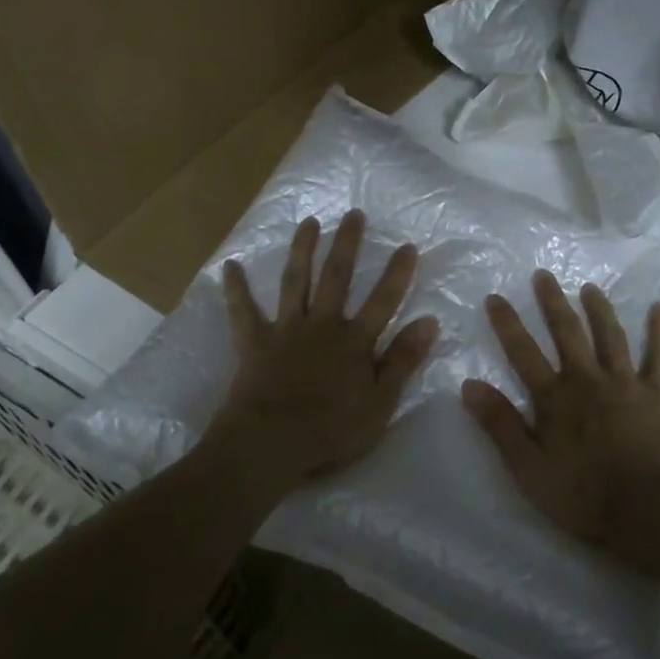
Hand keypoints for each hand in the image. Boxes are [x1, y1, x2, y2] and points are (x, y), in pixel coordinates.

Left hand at [209, 211, 438, 488]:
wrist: (271, 444)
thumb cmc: (331, 431)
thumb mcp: (380, 403)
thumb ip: (402, 361)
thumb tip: (429, 322)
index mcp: (354, 342)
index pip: (383, 301)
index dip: (397, 274)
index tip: (406, 245)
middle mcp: (321, 326)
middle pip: (337, 278)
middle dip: (346, 245)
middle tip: (353, 214)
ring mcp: (286, 331)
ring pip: (295, 282)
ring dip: (302, 250)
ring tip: (308, 222)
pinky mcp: (254, 343)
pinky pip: (243, 312)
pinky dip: (236, 289)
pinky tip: (230, 266)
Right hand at [463, 272, 659, 572]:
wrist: (649, 512)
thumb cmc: (582, 495)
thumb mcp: (528, 467)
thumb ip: (500, 425)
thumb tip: (469, 385)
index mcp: (554, 398)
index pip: (523, 353)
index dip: (507, 324)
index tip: (495, 297)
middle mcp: (587, 380)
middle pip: (567, 333)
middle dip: (552, 302)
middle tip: (544, 275)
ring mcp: (626, 385)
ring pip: (610, 337)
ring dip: (599, 310)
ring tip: (590, 288)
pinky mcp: (658, 396)